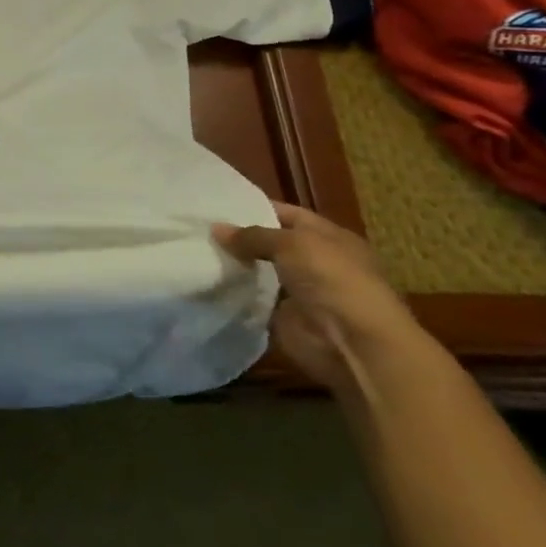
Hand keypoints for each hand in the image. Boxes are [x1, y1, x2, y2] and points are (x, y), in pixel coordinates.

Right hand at [213, 203, 433, 394]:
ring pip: (257, 271)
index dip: (253, 207)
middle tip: (197, 226)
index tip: (215, 203)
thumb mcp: (292, 243)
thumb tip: (216, 228)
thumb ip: (253, 235)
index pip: (286, 214)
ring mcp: (298, 291)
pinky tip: (203, 278)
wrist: (353, 344)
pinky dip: (232, 292)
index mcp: (328, 238)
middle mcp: (314, 262)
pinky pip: (251, 298)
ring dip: (232, 264)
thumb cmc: (332, 280)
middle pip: (269, 243)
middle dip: (238, 237)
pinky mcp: (282, 317)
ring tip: (192, 249)